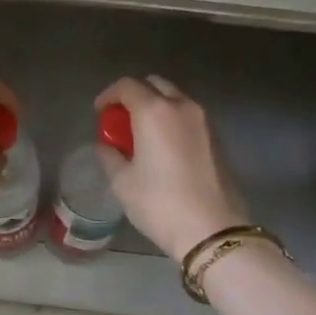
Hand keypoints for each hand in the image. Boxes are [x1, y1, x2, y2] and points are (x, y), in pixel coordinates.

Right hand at [94, 76, 247, 262]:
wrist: (211, 230)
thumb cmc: (159, 204)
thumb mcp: (122, 182)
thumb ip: (109, 155)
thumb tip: (106, 145)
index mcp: (154, 111)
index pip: (126, 86)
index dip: (108, 96)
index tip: (99, 114)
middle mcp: (181, 106)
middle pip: (154, 84)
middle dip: (134, 96)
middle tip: (120, 121)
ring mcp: (203, 120)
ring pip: (174, 98)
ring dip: (155, 107)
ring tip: (140, 134)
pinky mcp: (216, 137)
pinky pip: (187, 116)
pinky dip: (171, 120)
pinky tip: (162, 146)